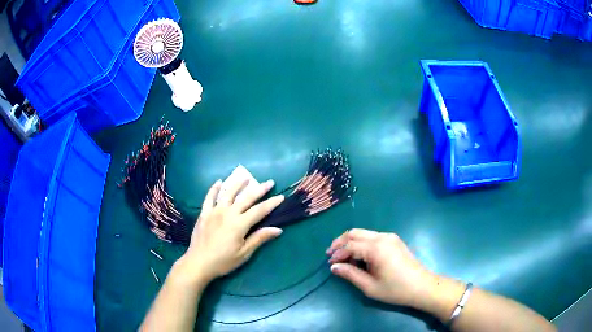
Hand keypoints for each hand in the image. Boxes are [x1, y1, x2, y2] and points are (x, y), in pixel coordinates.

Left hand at [176, 179, 284, 284]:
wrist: (198, 263)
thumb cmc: (223, 261)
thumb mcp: (244, 253)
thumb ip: (259, 238)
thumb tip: (278, 229)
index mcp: (239, 224)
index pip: (260, 211)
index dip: (271, 203)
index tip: (281, 196)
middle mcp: (228, 213)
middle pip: (246, 198)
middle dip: (259, 189)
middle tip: (269, 182)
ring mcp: (214, 211)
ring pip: (228, 193)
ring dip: (238, 184)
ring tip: (246, 177)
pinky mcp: (204, 213)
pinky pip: (209, 197)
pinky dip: (214, 189)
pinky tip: (218, 182)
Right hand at [327, 229, 437, 308]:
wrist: (421, 286)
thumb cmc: (395, 289)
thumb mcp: (369, 286)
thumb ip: (350, 274)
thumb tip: (334, 267)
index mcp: (376, 248)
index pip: (349, 245)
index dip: (337, 253)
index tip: (330, 264)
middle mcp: (382, 237)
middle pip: (355, 233)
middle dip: (340, 242)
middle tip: (332, 255)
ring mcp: (390, 237)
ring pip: (363, 233)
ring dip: (351, 242)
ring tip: (344, 257)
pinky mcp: (394, 240)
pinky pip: (372, 237)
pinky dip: (362, 243)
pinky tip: (360, 256)